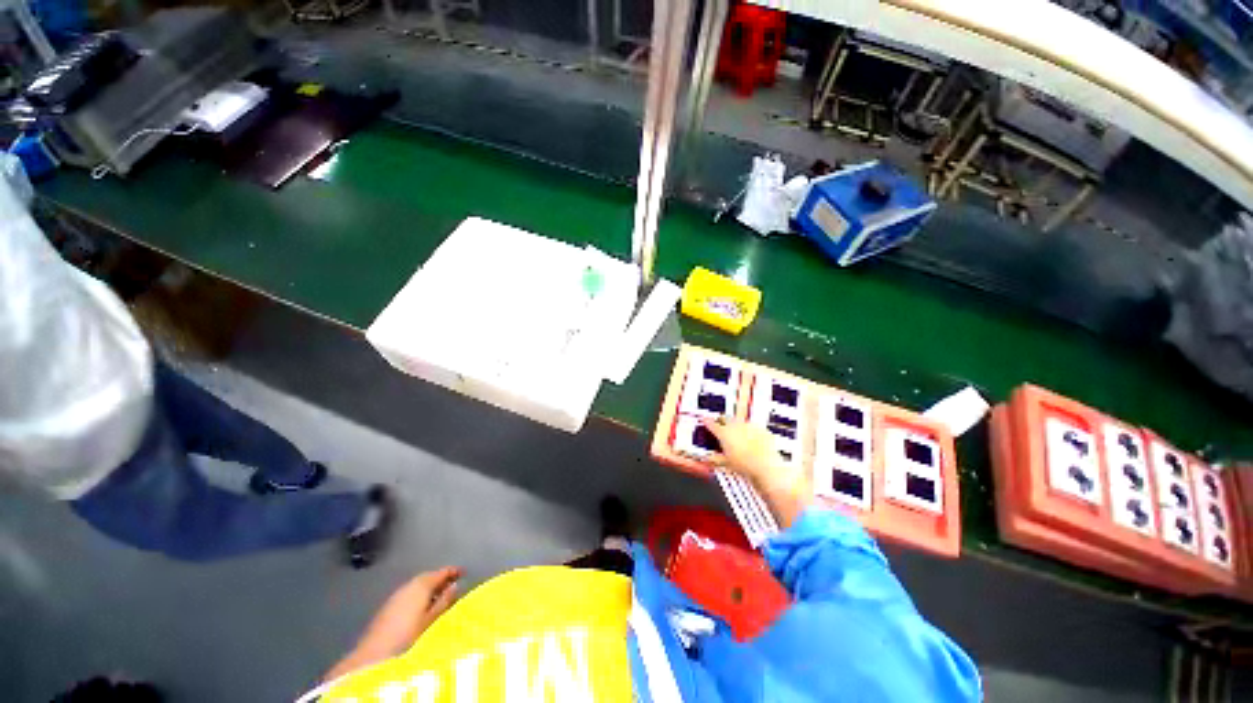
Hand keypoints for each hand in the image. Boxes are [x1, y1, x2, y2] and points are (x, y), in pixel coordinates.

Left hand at [325, 567, 461, 679]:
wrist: (374, 653)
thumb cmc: (408, 634)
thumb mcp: (431, 619)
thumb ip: (444, 601)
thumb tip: (455, 585)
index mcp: (422, 585)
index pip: (441, 572)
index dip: (453, 571)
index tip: (464, 572)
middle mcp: (409, 585)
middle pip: (428, 577)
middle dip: (440, 579)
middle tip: (453, 584)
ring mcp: (397, 595)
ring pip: (417, 585)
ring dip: (429, 588)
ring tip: (439, 597)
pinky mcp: (388, 606)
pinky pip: (409, 594)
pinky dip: (419, 596)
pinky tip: (421, 607)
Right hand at [698, 418, 795, 487]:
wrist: (767, 466)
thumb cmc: (746, 465)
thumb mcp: (726, 463)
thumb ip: (715, 458)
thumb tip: (710, 458)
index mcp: (724, 433)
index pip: (711, 424)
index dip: (707, 422)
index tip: (705, 420)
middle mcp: (735, 426)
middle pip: (725, 418)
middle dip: (722, 421)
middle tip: (721, 427)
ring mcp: (749, 425)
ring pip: (739, 421)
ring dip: (737, 426)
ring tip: (738, 436)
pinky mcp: (761, 428)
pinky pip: (753, 427)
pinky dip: (751, 431)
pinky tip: (752, 440)